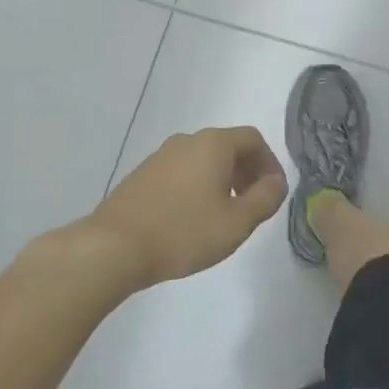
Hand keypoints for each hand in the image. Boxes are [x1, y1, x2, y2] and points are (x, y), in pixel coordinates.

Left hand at [85, 127, 286, 287]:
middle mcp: (187, 141)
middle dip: (247, 173)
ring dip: (221, 181)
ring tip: (224, 216)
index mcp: (214, 144)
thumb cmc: (183, 232)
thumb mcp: (237, 222)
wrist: (111, 248)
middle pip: (228, 147)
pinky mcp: (141, 177)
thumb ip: (265, 199)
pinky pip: (181, 173)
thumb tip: (277, 182)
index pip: (253, 139)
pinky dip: (196, 187)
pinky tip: (192, 220)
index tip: (273, 192)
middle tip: (253, 204)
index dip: (270, 163)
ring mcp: (160, 157)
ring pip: (203, 161)